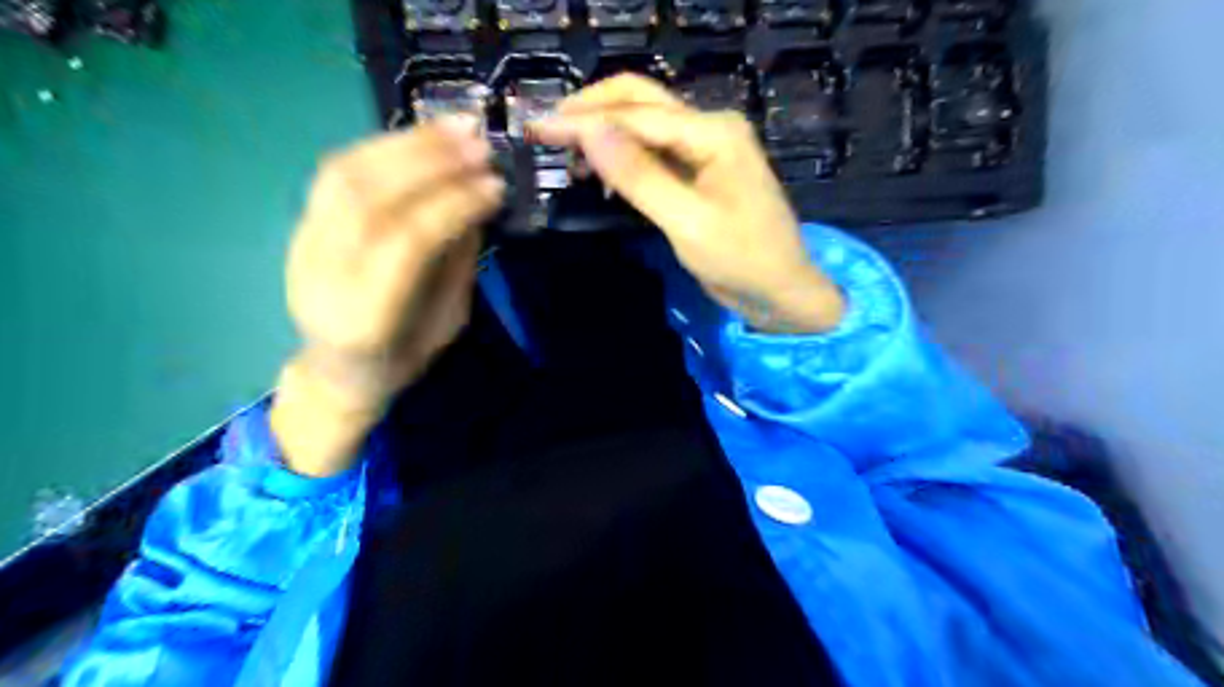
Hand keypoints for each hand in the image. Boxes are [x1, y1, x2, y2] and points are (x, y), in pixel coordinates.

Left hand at [271, 117, 502, 470]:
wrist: (336, 372)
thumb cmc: (401, 358)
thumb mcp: (448, 322)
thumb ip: (458, 263)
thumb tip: (475, 204)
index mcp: (366, 317)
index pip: (407, 242)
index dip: (453, 205)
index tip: (495, 185)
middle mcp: (322, 276)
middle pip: (368, 197)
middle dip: (430, 161)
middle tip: (478, 141)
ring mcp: (301, 246)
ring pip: (345, 175)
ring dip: (405, 142)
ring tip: (454, 127)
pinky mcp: (299, 225)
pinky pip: (337, 172)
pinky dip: (382, 147)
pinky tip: (419, 137)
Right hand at [533, 74, 847, 335]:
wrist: (781, 291)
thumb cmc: (742, 259)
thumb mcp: (687, 222)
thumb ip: (639, 176)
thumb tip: (589, 131)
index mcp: (713, 132)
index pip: (636, 115)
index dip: (583, 120)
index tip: (536, 129)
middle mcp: (708, 128)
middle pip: (639, 101)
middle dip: (591, 111)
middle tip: (546, 132)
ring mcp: (705, 148)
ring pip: (643, 124)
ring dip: (603, 132)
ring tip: (565, 155)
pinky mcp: (698, 171)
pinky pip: (653, 152)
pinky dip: (622, 157)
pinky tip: (600, 174)